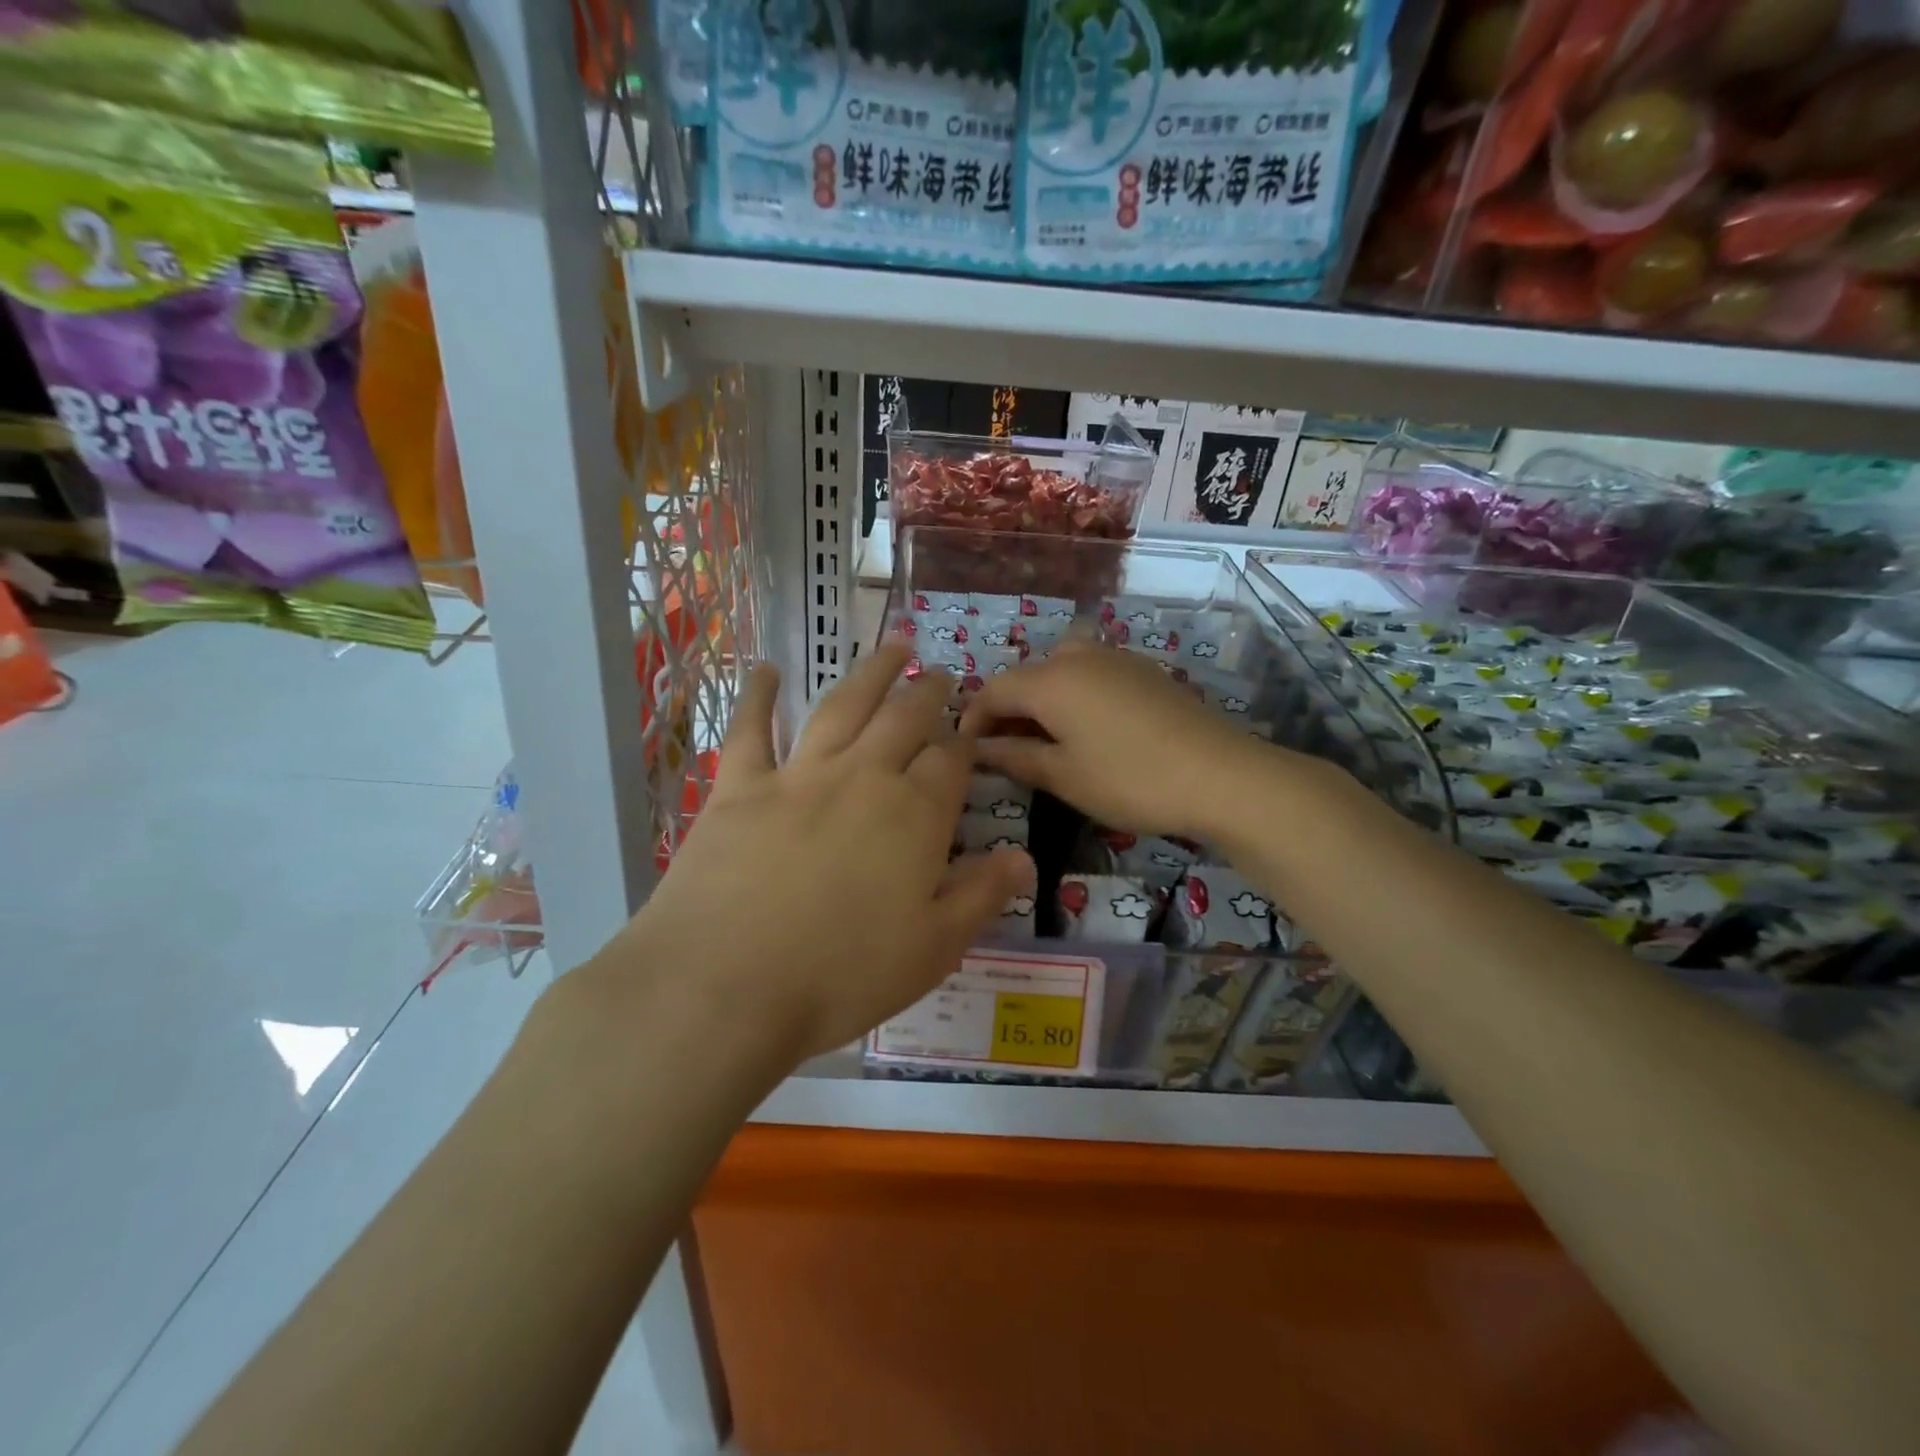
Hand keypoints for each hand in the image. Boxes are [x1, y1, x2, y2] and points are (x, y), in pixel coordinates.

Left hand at [599, 645, 1033, 1064]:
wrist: (724, 986)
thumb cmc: (841, 977)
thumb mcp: (933, 949)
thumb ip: (981, 895)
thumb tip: (1024, 857)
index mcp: (914, 814)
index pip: (951, 761)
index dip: (964, 742)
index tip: (971, 730)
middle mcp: (862, 777)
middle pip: (904, 719)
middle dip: (927, 693)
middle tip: (938, 673)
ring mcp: (798, 775)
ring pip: (843, 706)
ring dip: (870, 674)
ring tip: (892, 647)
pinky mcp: (738, 786)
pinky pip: (750, 729)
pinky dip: (758, 695)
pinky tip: (765, 670)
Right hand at [960, 639, 1295, 840]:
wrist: (1220, 774)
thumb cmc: (1129, 779)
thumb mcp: (1063, 775)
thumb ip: (1013, 757)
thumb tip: (975, 751)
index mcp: (1050, 679)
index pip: (992, 691)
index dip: (972, 721)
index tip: (965, 754)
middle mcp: (1078, 655)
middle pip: (1026, 678)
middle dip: (1007, 713)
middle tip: (1004, 755)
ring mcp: (1115, 658)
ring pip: (1059, 673)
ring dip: (1040, 704)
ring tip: (1043, 745)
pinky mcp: (1143, 670)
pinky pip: (1091, 676)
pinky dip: (1073, 698)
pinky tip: (1086, 732)